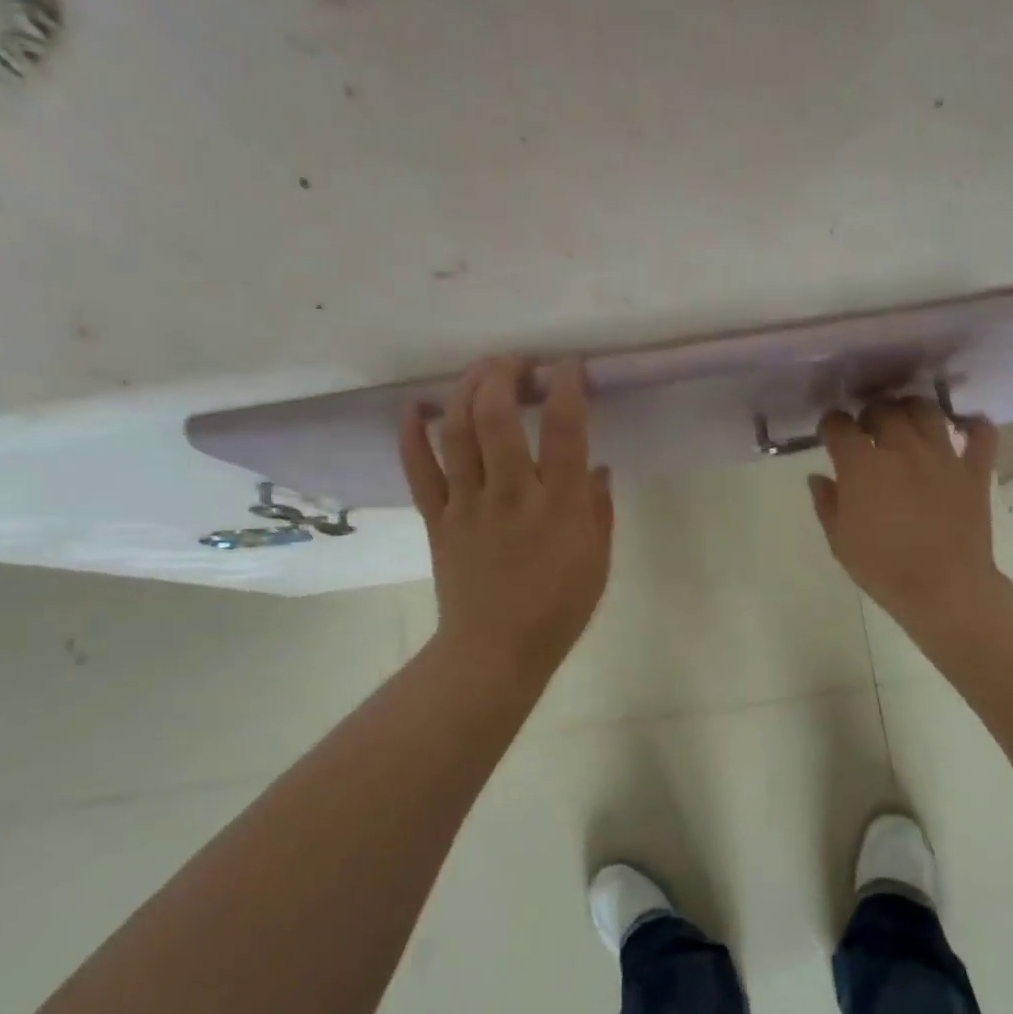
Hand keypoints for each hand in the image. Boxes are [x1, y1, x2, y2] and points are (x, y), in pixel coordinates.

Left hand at [401, 356, 613, 685]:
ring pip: (457, 432)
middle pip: (497, 417)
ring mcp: (468, 504)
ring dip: (466, 390)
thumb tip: (599, 469)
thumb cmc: (558, 609)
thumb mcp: (598, 561)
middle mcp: (511, 495)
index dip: (566, 387)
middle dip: (504, 374)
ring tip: (480, 371)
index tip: (568, 366)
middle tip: (517, 362)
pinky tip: (417, 407)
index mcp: (559, 507)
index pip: (563, 430)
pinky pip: (418, 470)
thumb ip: (600, 510)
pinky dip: (412, 434)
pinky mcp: (438, 519)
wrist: (496, 651)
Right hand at [808, 398, 1001, 625]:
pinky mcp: (974, 471)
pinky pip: (981, 435)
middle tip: (866, 428)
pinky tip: (964, 426)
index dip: (830, 425)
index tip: (829, 433)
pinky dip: (974, 425)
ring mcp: (942, 456)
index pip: (839, 426)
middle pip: (883, 411)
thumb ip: (826, 503)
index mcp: (862, 465)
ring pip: (927, 411)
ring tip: (906, 420)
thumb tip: (818, 478)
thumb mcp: (839, 541)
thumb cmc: (882, 567)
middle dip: (869, 413)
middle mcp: (901, 449)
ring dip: (912, 409)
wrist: (943, 589)